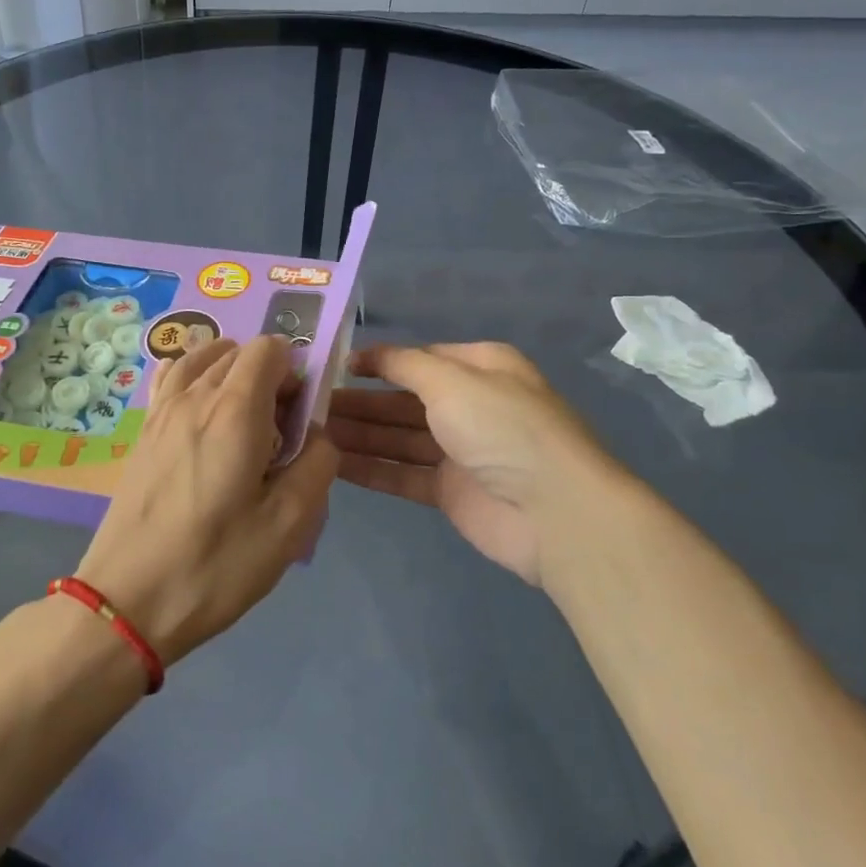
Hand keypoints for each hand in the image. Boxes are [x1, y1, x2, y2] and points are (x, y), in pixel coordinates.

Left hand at [76, 336, 337, 664]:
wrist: (128, 601)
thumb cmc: (215, 565)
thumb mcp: (289, 525)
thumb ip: (318, 464)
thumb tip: (317, 432)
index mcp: (235, 411)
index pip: (269, 348)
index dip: (295, 371)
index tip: (300, 417)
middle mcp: (195, 396)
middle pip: (238, 352)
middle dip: (268, 375)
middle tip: (277, 432)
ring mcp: (161, 410)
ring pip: (203, 359)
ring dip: (231, 373)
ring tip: (242, 421)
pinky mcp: (142, 430)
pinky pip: (171, 377)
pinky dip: (194, 377)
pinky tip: (201, 412)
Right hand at [325, 342, 624, 586]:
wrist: (556, 513)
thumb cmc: (503, 428)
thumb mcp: (452, 380)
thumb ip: (404, 364)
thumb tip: (367, 354)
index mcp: (479, 368)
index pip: (418, 359)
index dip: (377, 362)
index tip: (333, 367)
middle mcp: (470, 405)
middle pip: (403, 400)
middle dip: (360, 402)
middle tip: (309, 405)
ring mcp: (460, 451)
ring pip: (398, 437)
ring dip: (358, 434)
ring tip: (310, 433)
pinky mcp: (451, 491)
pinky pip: (402, 473)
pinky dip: (370, 469)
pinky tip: (332, 464)